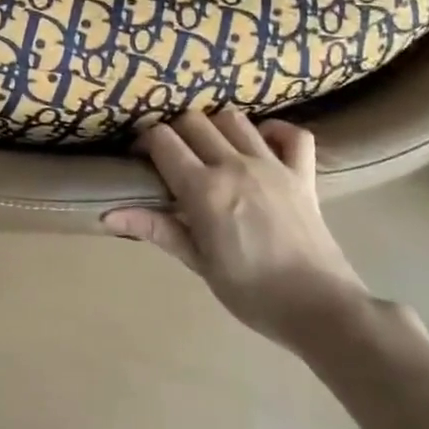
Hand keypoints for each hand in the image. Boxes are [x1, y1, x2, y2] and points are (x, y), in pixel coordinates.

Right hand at [104, 112, 370, 353]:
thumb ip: (157, 229)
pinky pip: (293, 134)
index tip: (141, 157)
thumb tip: (107, 216)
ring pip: (234, 118)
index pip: (162, 140)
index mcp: (204, 189)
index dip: (145, 141)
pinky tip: (262, 144)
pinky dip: (276, 131)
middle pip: (194, 120)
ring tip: (211, 149)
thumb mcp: (198, 263)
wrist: (321, 309)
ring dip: (216, 126)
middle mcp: (234, 165)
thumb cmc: (251, 292)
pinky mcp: (303, 173)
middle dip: (176, 130)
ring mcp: (272, 164)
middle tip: (173, 156)